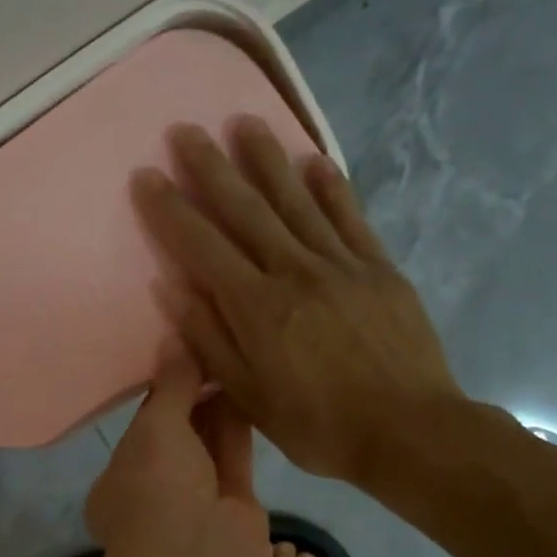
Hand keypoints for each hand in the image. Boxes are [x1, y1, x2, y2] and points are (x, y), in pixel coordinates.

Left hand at [85, 348, 266, 556]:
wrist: (199, 553)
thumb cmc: (157, 486)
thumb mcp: (156, 426)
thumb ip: (170, 385)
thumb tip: (176, 339)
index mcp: (115, 483)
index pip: (138, 431)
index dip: (159, 394)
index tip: (179, 359)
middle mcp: (152, 493)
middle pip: (175, 438)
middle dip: (191, 399)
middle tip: (211, 353)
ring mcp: (193, 503)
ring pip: (206, 447)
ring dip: (216, 409)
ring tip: (231, 361)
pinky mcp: (232, 505)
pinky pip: (232, 457)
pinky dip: (237, 426)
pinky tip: (247, 387)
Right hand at [131, 119, 464, 486]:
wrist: (409, 433)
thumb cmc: (319, 427)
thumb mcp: (250, 399)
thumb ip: (211, 342)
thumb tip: (173, 291)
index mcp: (257, 308)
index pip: (202, 246)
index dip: (170, 209)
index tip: (146, 174)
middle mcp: (294, 272)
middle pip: (246, 209)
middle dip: (211, 168)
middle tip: (186, 130)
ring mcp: (341, 264)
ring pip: (296, 200)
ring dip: (267, 159)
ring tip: (244, 122)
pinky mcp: (379, 268)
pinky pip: (350, 217)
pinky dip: (331, 187)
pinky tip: (314, 161)